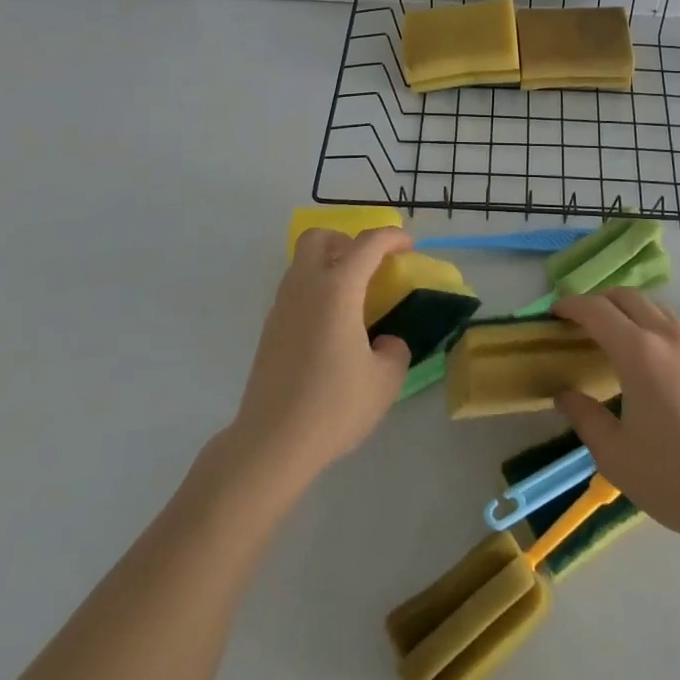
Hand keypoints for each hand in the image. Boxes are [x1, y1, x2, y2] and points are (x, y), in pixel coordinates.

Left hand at [226, 228, 412, 484]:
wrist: (272, 442)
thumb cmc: (334, 406)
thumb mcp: (384, 381)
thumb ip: (394, 351)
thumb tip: (384, 343)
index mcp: (337, 289)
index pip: (367, 244)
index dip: (391, 237)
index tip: (409, 247)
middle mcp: (305, 287)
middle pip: (319, 237)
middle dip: (346, 240)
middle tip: (368, 265)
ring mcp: (282, 306)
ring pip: (302, 262)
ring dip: (328, 264)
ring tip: (353, 298)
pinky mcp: (270, 329)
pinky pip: (295, 289)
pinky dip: (315, 290)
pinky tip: (330, 326)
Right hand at [552, 289, 679, 545]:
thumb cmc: (676, 478)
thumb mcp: (617, 456)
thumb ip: (585, 418)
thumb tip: (565, 395)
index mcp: (639, 353)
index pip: (597, 311)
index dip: (571, 306)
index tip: (555, 313)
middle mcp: (668, 337)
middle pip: (627, 297)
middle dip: (599, 301)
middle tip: (580, 322)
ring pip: (656, 308)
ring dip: (629, 311)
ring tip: (614, 337)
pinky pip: (676, 328)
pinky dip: (653, 328)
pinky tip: (652, 361)